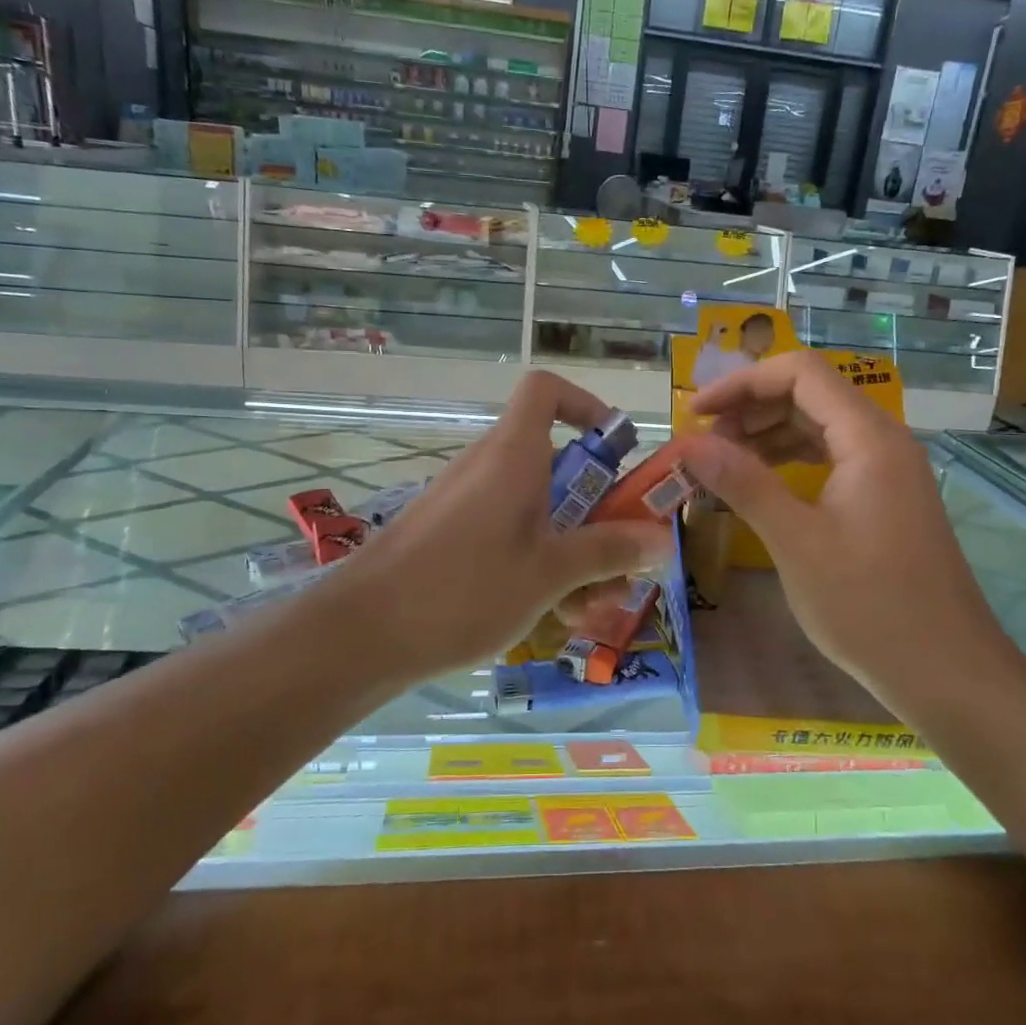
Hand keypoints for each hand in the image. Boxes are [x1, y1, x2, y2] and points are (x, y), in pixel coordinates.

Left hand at [313, 371, 672, 682]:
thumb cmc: (464, 589)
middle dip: (599, 512)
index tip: (617, 452)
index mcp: (513, 455)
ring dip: (574, 550)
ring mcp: (468, 503)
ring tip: (590, 607)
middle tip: (622, 562)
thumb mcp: (549, 573)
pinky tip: (552, 616)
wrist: (362, 634)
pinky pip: (509, 534)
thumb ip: (607, 551)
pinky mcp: (452, 536)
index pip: (546, 390)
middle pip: (557, 464)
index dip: (586, 406)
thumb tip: (663, 538)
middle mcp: (490, 467)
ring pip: (538, 509)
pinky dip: (538, 563)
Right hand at [685, 351, 997, 693]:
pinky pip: (832, 460)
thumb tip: (689, 444)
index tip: (695, 413)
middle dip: (750, 410)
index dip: (741, 383)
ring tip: (721, 464)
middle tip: (702, 445)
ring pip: (820, 428)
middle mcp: (884, 442)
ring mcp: (888, 472)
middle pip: (810, 396)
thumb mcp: (795, 541)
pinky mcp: (886, 501)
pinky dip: (790, 463)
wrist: (946, 672)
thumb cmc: (869, 605)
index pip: (800, 374)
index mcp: (869, 438)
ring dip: (767, 436)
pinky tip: (761, 486)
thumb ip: (743, 482)